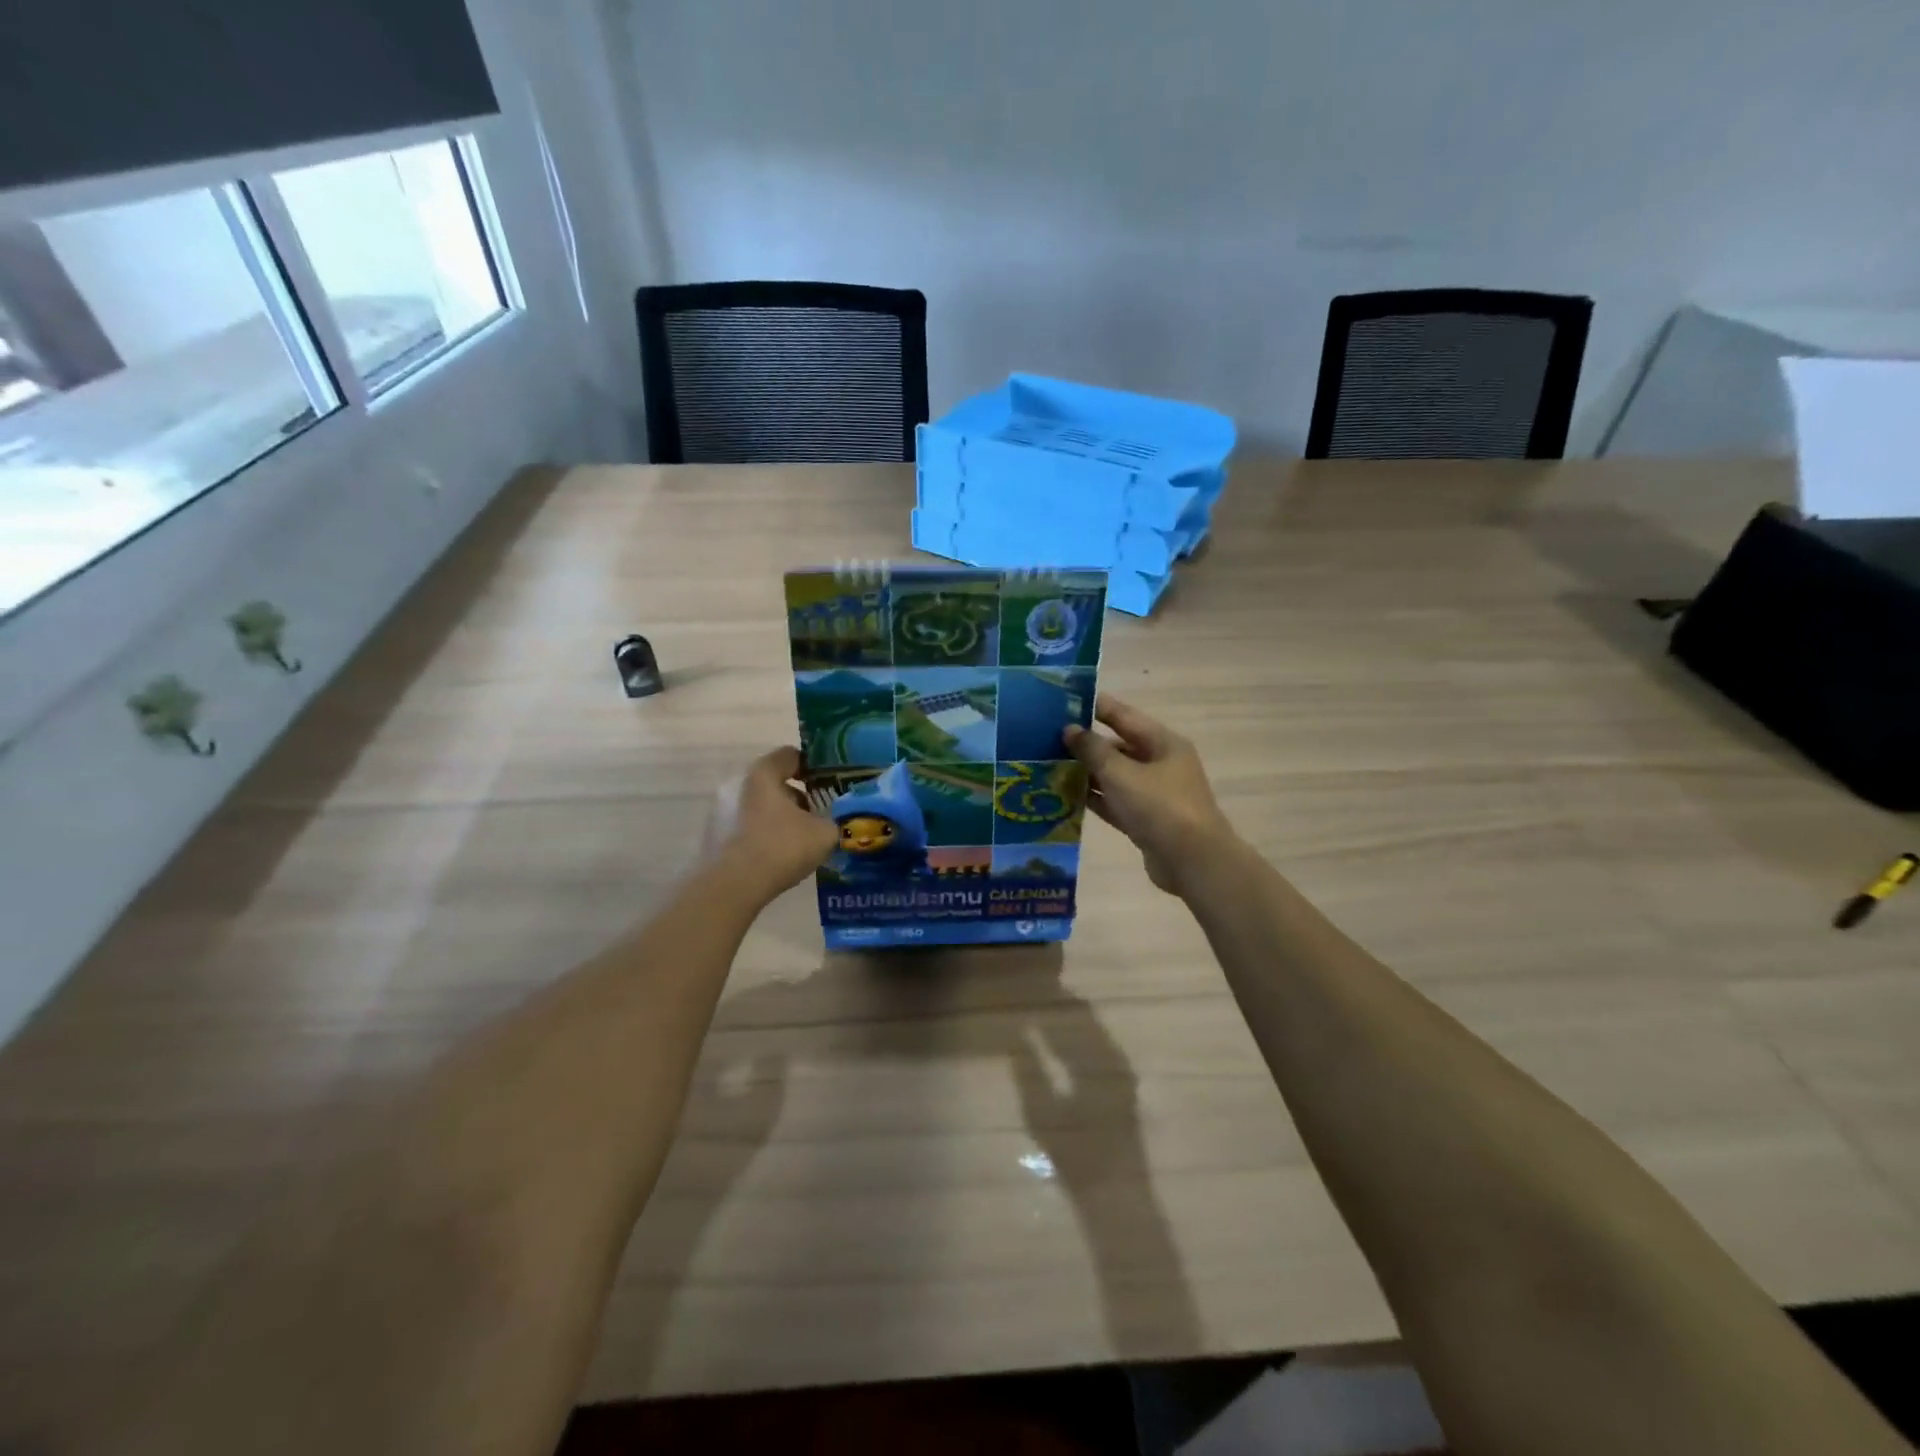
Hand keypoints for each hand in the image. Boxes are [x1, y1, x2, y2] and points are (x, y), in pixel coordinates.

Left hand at [704, 747, 837, 901]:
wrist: (730, 887)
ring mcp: (719, 810)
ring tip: (798, 841)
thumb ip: (833, 820)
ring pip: (758, 806)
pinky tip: (776, 857)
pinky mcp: (712, 836)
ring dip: (778, 817)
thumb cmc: (780, 847)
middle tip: (817, 816)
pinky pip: (744, 827)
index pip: (790, 755)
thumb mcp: (823, 833)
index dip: (813, 767)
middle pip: (773, 782)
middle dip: (797, 797)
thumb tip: (833, 822)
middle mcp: (736, 783)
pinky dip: (762, 835)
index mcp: (762, 773)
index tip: (828, 784)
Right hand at [1065, 697, 1236, 895]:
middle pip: (1118, 746)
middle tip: (1046, 737)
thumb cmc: (1159, 807)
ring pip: (1114, 776)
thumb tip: (1070, 729)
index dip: (1094, 707)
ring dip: (1086, 772)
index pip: (1123, 716)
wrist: (1193, 862)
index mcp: (1163, 743)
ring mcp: (1154, 794)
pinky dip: (1094, 798)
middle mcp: (1160, 764)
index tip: (1063, 700)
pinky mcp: (1146, 820)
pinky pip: (1115, 801)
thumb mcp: (1121, 773)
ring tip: (1048, 765)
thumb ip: (1092, 750)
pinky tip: (1065, 796)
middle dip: (1085, 743)